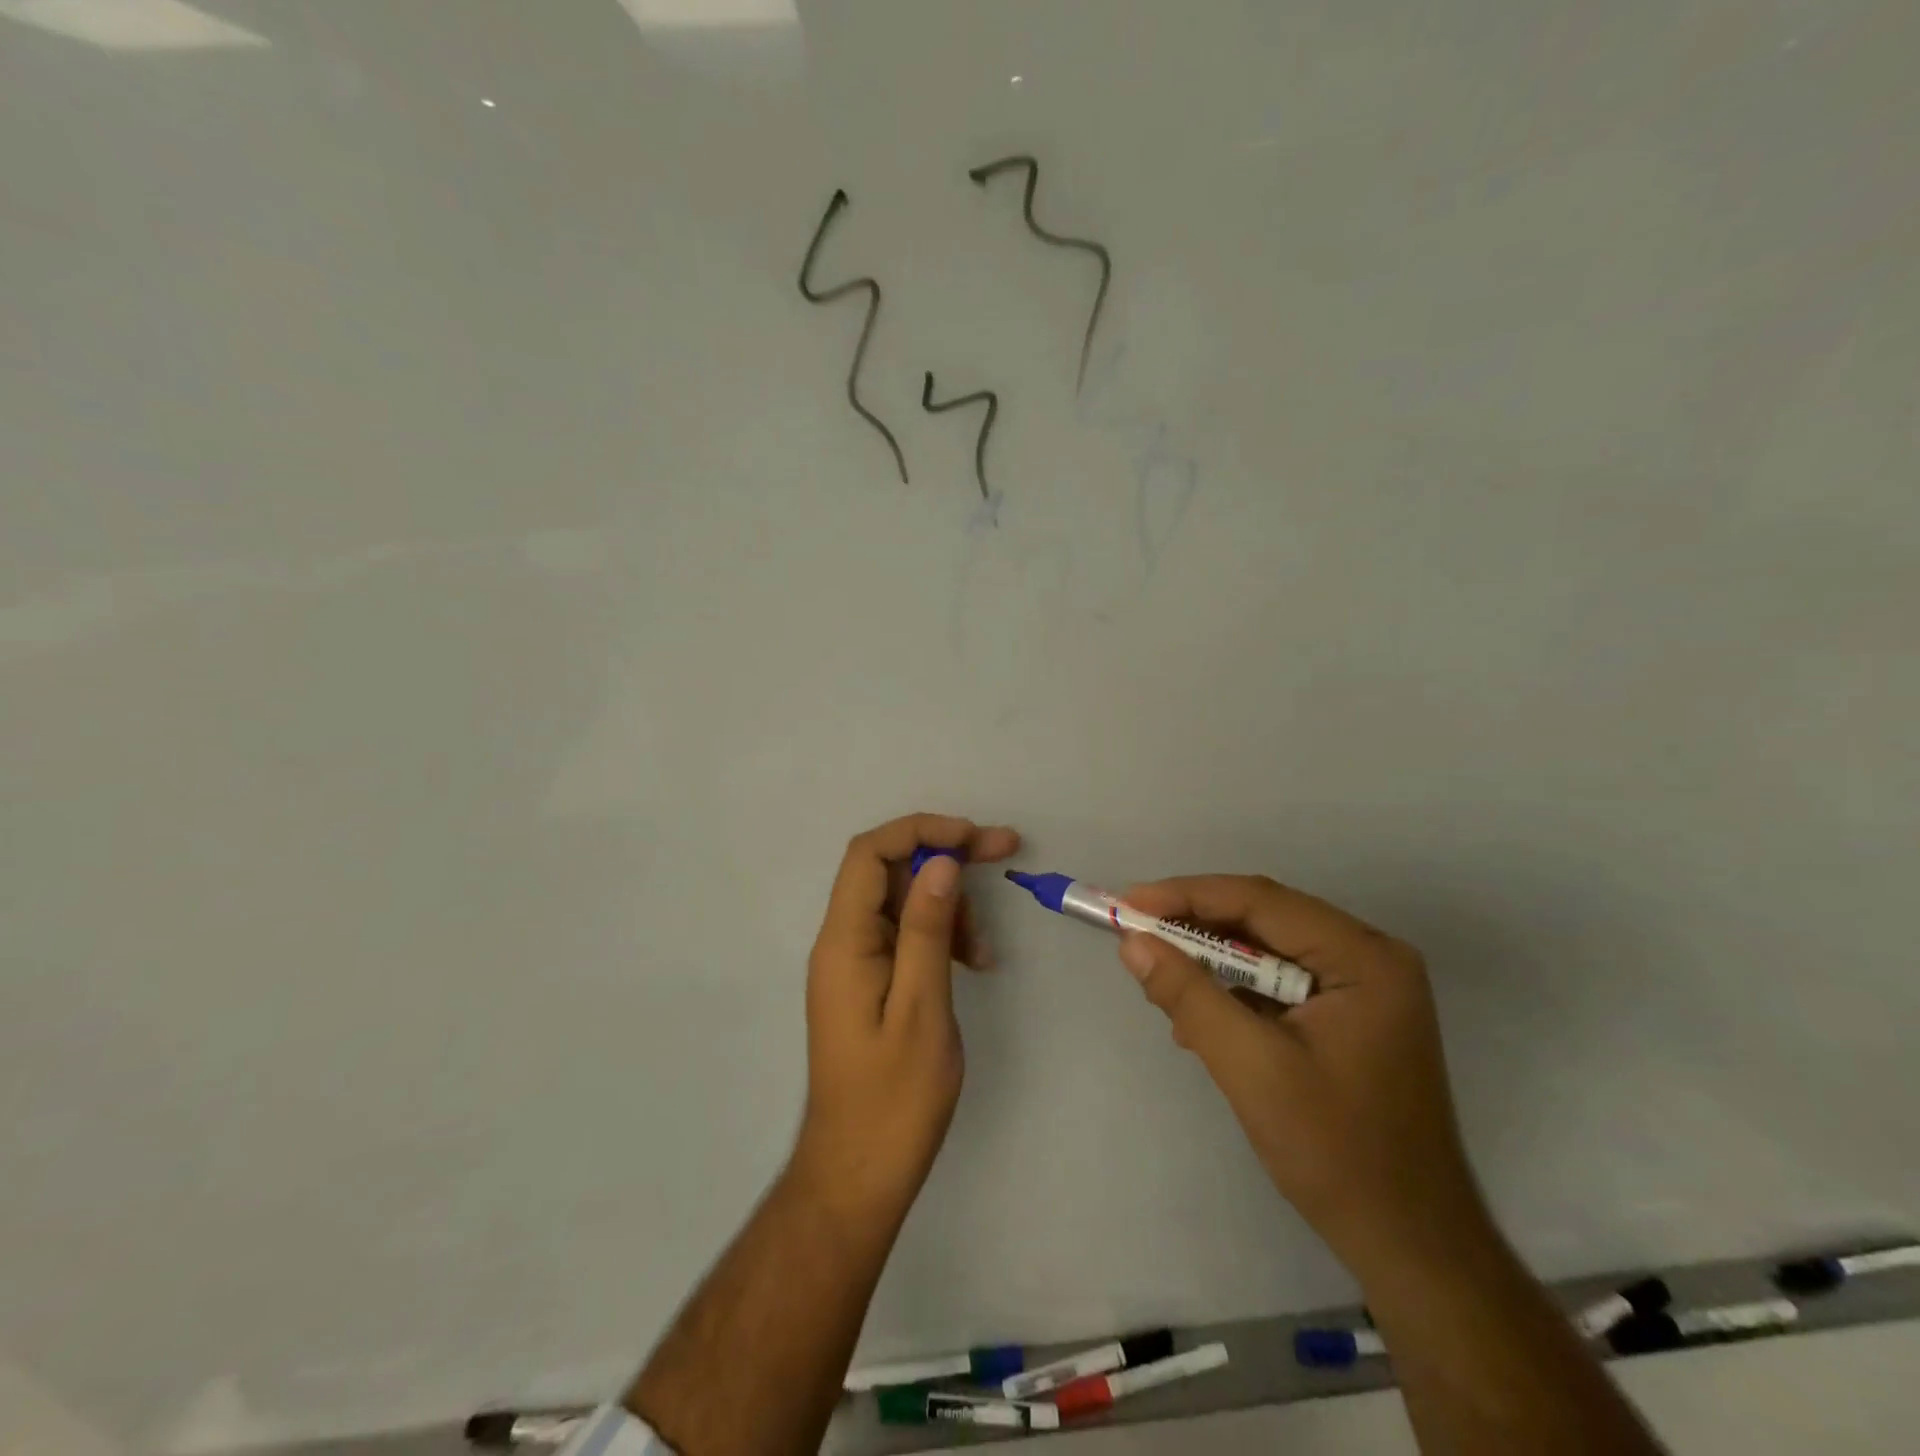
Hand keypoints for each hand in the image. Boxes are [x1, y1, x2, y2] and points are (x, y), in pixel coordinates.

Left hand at [793, 813, 1021, 1226]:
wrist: (859, 1173)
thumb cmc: (894, 1099)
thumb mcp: (922, 1008)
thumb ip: (927, 930)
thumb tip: (940, 861)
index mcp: (843, 940)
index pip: (870, 853)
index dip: (921, 831)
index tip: (974, 837)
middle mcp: (842, 941)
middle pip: (889, 870)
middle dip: (945, 856)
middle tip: (1003, 851)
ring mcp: (855, 962)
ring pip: (902, 901)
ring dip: (948, 904)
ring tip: (985, 946)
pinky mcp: (871, 982)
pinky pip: (906, 935)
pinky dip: (941, 935)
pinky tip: (974, 961)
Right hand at [1117, 876, 1490, 1274]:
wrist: (1411, 1247)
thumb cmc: (1338, 1152)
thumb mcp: (1252, 1068)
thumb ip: (1190, 995)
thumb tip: (1132, 942)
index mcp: (1363, 957)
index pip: (1261, 901)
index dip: (1188, 896)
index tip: (1128, 903)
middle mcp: (1367, 958)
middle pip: (1264, 919)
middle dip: (1196, 929)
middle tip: (1135, 936)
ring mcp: (1361, 988)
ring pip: (1265, 950)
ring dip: (1211, 964)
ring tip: (1161, 984)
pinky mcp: (1346, 1017)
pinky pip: (1276, 983)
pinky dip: (1232, 994)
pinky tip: (1200, 1023)